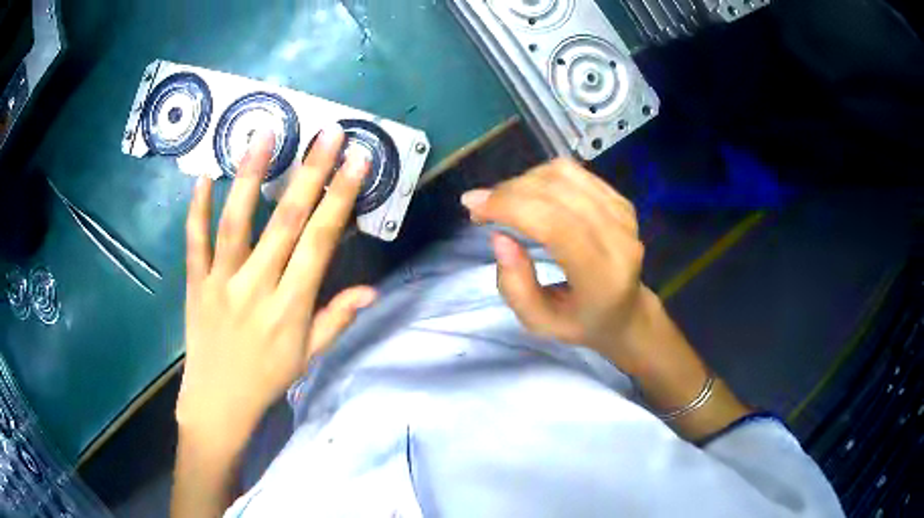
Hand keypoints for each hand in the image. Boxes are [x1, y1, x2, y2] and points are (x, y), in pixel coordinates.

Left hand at [177, 127, 374, 451]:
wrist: (219, 402)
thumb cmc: (267, 378)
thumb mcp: (309, 356)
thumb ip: (337, 319)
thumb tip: (372, 289)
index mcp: (291, 307)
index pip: (320, 243)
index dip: (341, 199)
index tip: (358, 162)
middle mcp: (257, 288)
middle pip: (285, 223)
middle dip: (310, 174)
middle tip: (327, 134)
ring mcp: (222, 283)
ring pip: (236, 223)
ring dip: (250, 176)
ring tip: (263, 135)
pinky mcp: (196, 284)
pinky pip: (195, 243)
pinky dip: (197, 209)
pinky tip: (203, 176)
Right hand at [461, 158, 649, 372]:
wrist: (627, 312)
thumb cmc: (581, 322)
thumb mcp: (540, 323)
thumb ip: (516, 288)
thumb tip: (500, 237)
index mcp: (601, 276)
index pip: (555, 225)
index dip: (510, 207)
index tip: (473, 206)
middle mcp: (619, 238)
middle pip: (556, 194)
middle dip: (507, 192)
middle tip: (480, 208)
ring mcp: (623, 215)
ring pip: (563, 175)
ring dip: (522, 182)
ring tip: (504, 203)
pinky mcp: (620, 200)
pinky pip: (574, 173)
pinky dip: (542, 177)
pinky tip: (529, 195)